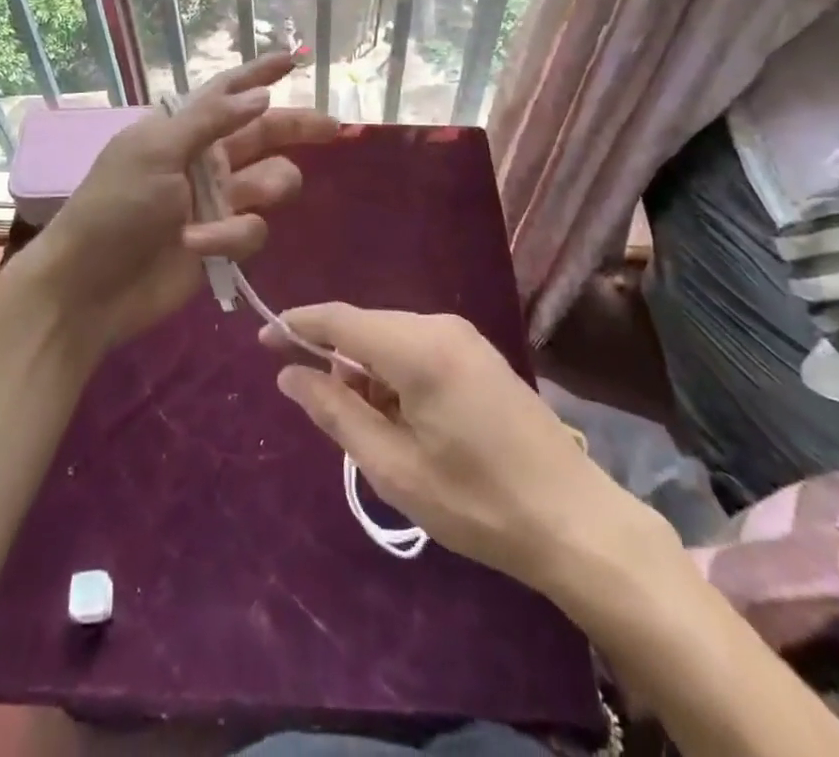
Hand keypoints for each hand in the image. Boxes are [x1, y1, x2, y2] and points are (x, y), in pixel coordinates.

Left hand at [30, 53, 337, 355]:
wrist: (90, 286)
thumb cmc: (115, 207)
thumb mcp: (155, 152)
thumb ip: (211, 121)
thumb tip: (261, 96)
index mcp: (183, 129)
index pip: (227, 93)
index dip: (259, 75)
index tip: (292, 60)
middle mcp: (205, 159)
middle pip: (264, 134)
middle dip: (297, 127)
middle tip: (333, 128)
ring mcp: (217, 201)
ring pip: (271, 182)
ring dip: (266, 188)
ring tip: (243, 199)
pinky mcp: (223, 242)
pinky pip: (253, 229)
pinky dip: (232, 236)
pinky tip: (200, 244)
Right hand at [264, 304, 681, 616]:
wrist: (575, 520)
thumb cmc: (477, 501)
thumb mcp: (394, 467)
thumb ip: (335, 412)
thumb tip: (289, 373)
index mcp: (417, 348)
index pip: (340, 318)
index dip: (298, 324)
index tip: (263, 339)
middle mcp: (439, 325)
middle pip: (366, 327)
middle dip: (336, 360)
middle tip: (328, 414)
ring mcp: (463, 335)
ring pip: (390, 337)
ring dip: (367, 372)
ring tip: (373, 430)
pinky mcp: (477, 352)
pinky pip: (417, 347)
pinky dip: (395, 374)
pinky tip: (404, 419)